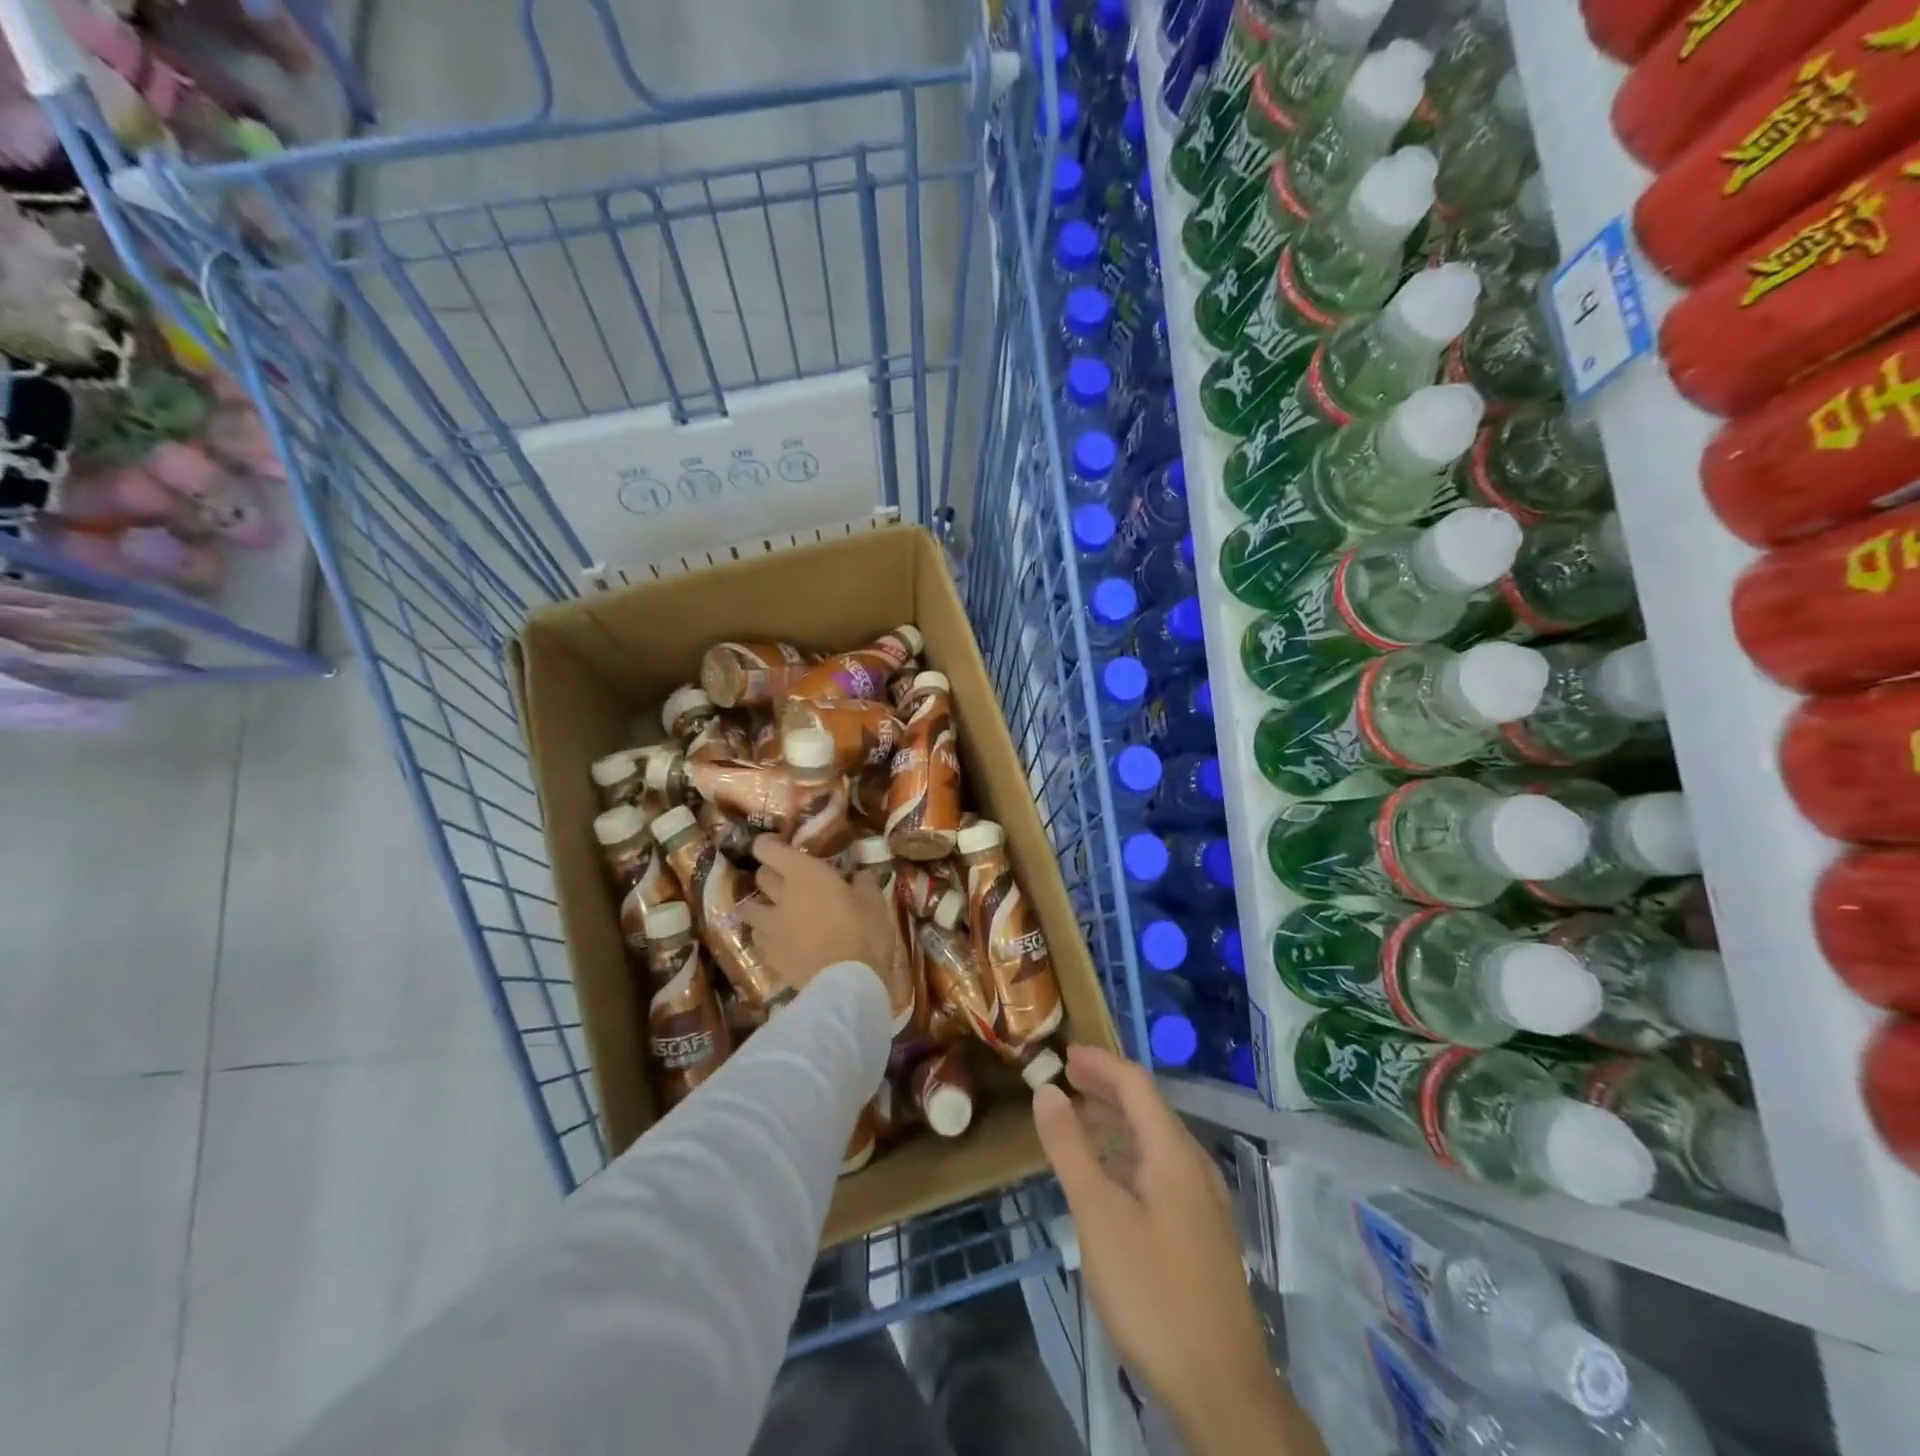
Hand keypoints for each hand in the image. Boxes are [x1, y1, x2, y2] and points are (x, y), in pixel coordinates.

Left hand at [743, 836, 897, 995]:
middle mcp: (779, 896)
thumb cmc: (864, 933)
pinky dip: (766, 938)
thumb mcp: (874, 901)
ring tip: (775, 914)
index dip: (768, 845)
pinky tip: (780, 943)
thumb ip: (862, 882)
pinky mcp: (768, 957)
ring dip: (761, 908)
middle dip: (770, 875)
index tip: (777, 846)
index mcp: (804, 874)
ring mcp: (769, 928)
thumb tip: (858, 874)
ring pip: (750, 910)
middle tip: (787, 881)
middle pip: (760, 877)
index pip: (768, 849)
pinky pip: (758, 940)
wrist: (847, 984)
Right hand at [1033, 1046, 1320, 1455]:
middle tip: (1064, 1083)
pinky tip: (1108, 1180)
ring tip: (1078, 1123)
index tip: (1063, 1055)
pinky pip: (1162, 1171)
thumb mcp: (1097, 1215)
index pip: (1135, 1083)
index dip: (1099, 1063)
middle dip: (1105, 1088)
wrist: (1222, 1389)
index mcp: (1174, 1152)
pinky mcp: (1203, 1233)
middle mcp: (1194, 1166)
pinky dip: (1129, 1156)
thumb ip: (1070, 1148)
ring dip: (1117, 1123)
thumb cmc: (1152, 1292)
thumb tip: (1047, 1091)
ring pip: (1156, 1141)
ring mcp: (1204, 1202)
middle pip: (1148, 1108)